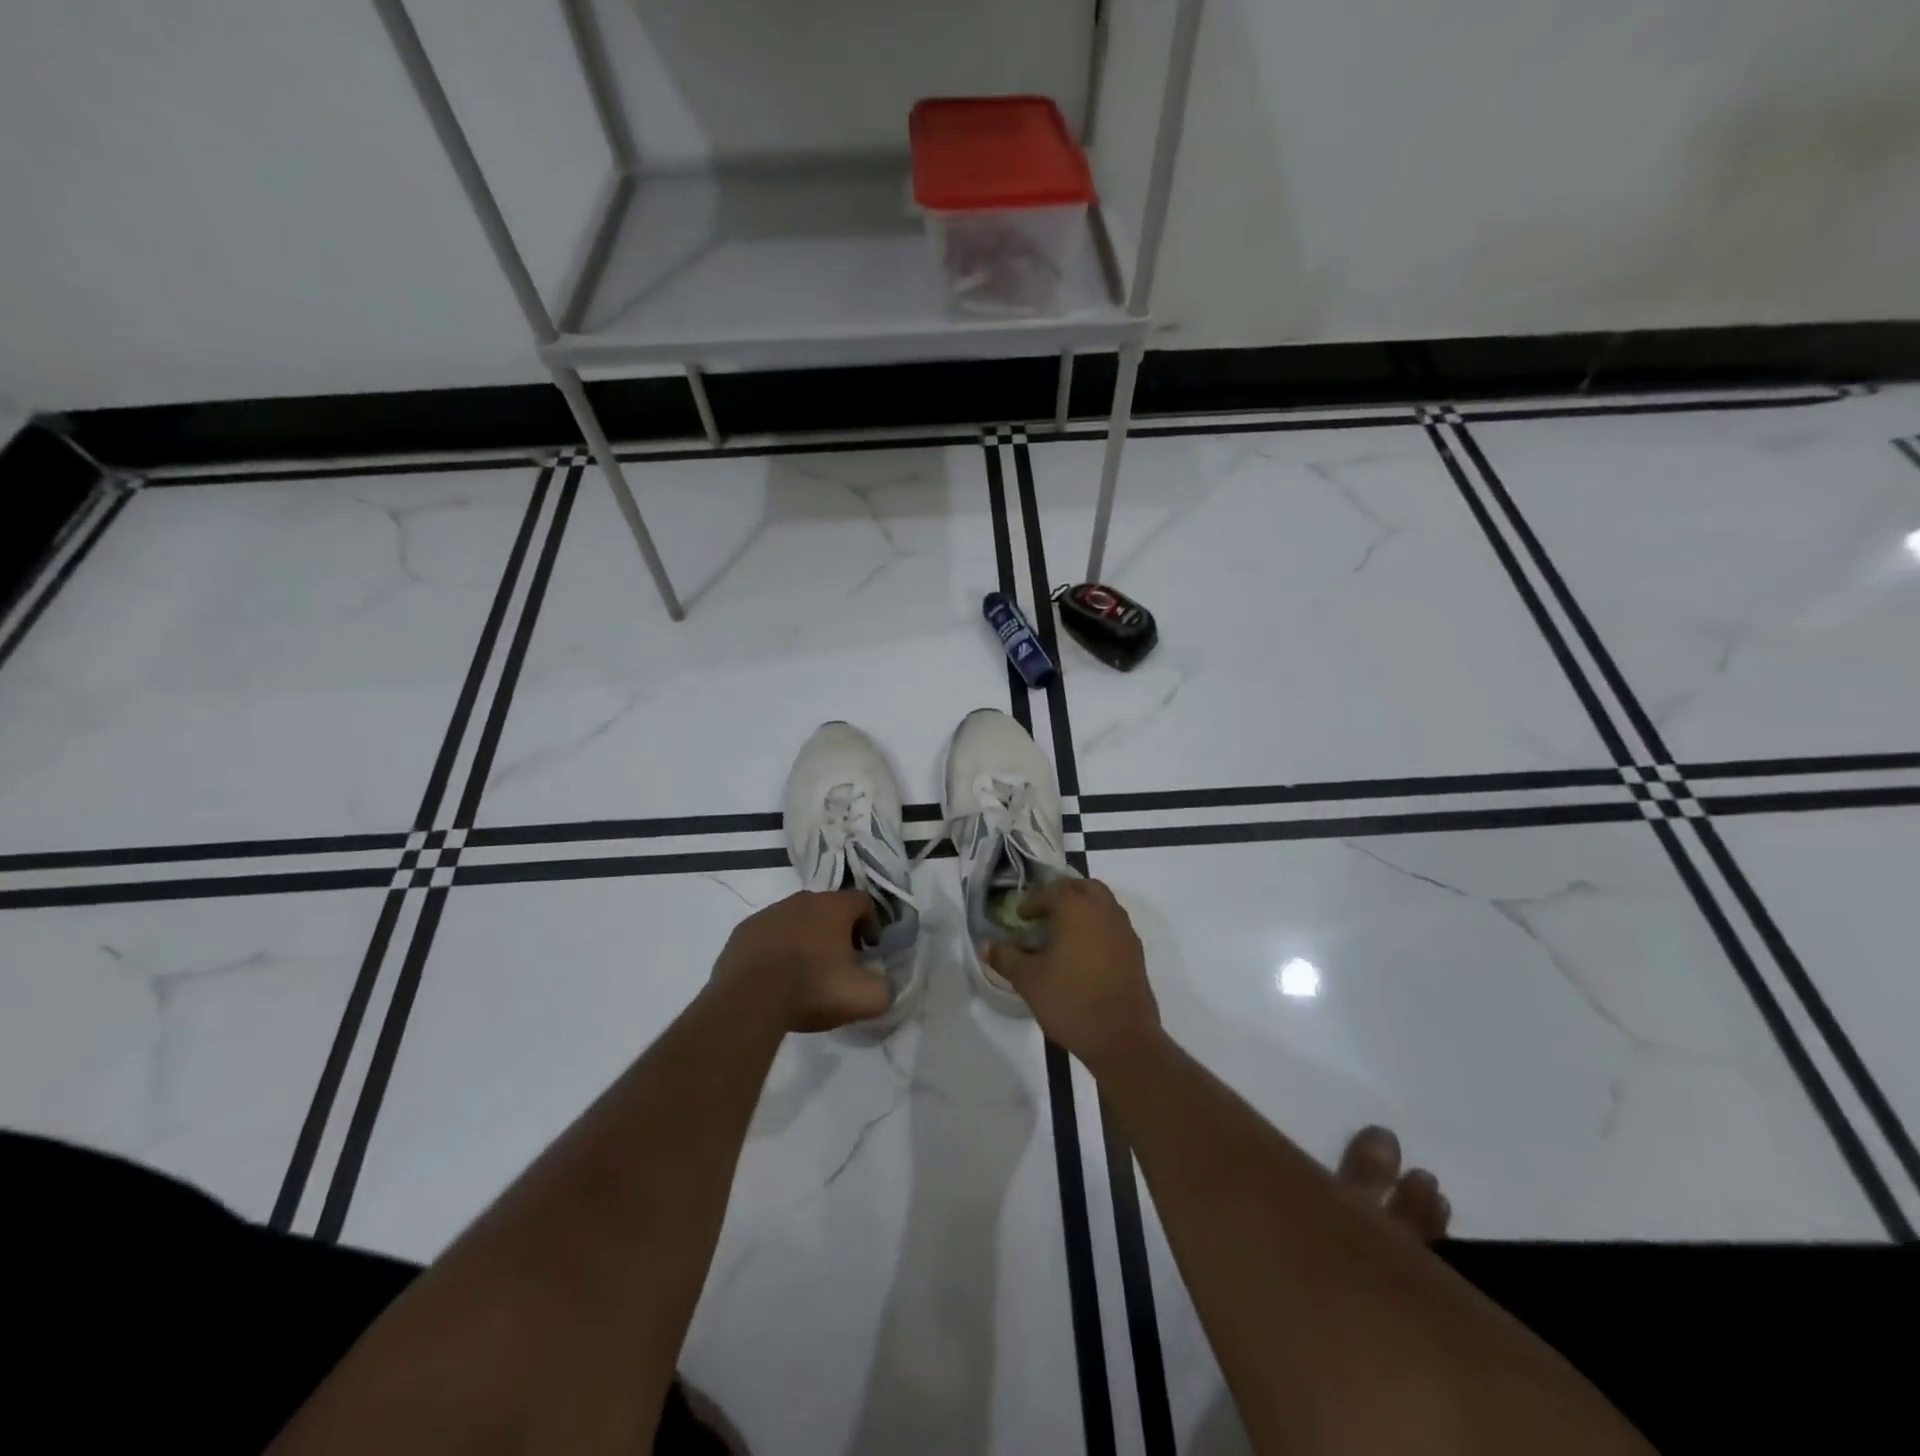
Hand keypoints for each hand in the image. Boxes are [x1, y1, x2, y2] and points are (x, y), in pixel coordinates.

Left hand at [711, 890, 894, 1033]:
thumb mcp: (864, 998)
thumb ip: (886, 989)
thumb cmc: (812, 989)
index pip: (864, 901)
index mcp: (834, 906)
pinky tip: (777, 976)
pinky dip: (778, 948)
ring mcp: (769, 913)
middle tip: (841, 962)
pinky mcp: (743, 931)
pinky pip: (769, 934)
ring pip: (797, 920)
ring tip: (806, 972)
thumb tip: (887, 986)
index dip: (872, 924)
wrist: (748, 1002)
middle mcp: (802, 900)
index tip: (870, 950)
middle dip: (839, 931)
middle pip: (829, 908)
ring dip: (806, 938)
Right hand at [984, 878, 1161, 1070]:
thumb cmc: (1071, 1001)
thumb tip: (987, 946)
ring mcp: (1125, 931)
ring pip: (1103, 904)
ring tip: (1063, 932)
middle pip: (1084, 887)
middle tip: (1044, 912)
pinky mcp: (1136, 953)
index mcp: (1077, 908)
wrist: (1122, 1038)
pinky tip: (1083, 953)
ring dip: (1083, 909)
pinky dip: (1098, 927)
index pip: (1052, 890)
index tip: (1020, 917)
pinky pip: (1113, 926)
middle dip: (1063, 894)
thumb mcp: (1028, 980)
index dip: (1033, 901)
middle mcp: (1104, 911)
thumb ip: (1006, 958)